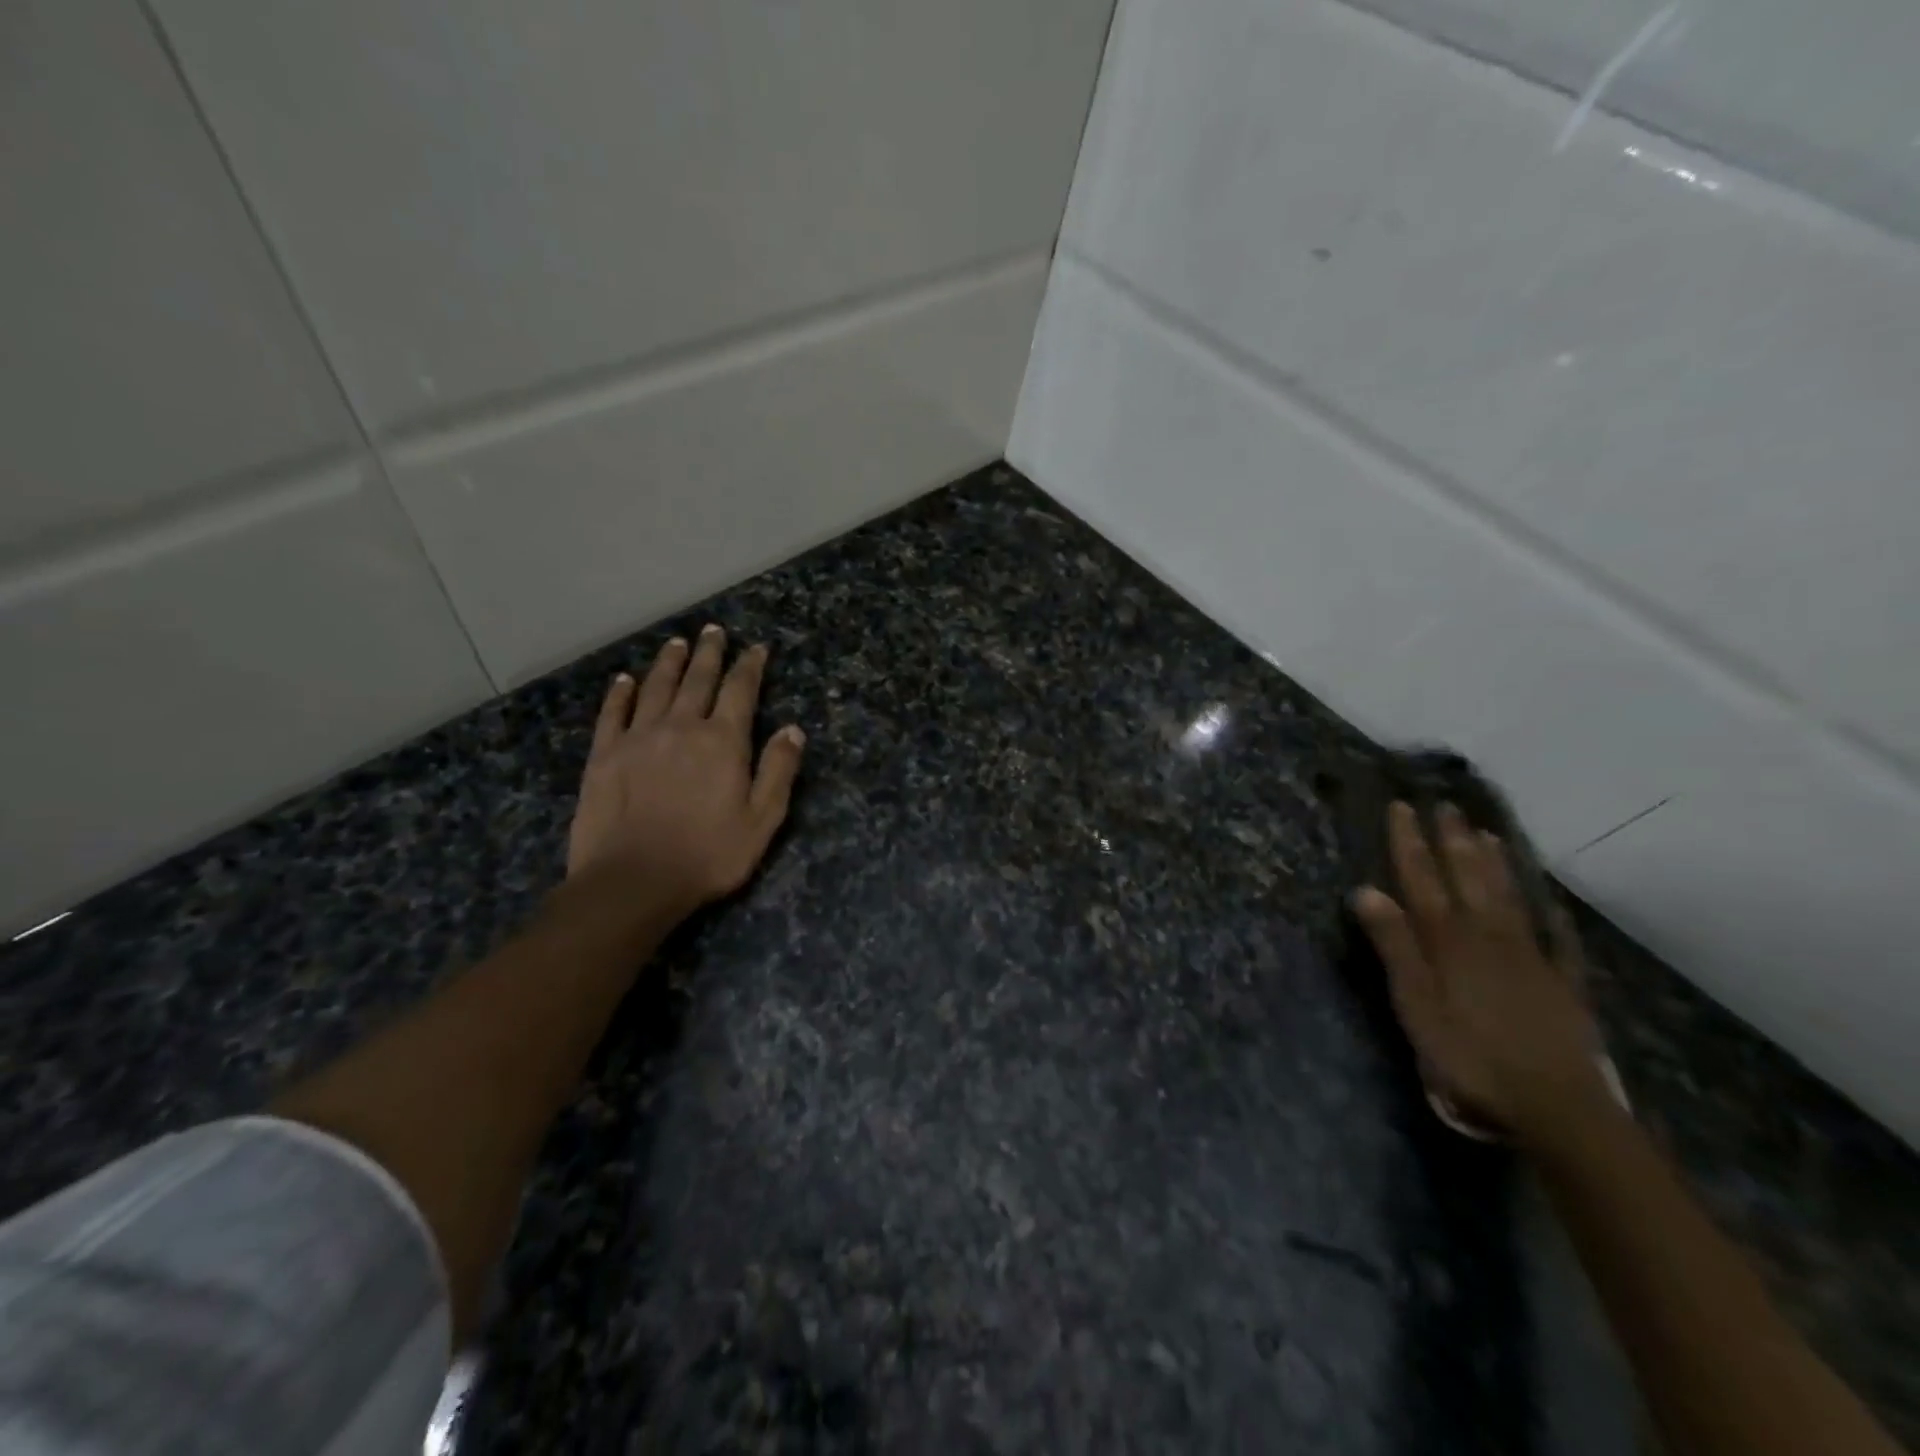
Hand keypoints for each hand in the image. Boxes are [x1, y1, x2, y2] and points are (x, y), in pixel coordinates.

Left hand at [567, 625, 804, 918]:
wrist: (633, 880)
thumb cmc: (708, 855)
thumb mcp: (762, 820)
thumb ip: (778, 771)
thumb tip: (793, 730)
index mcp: (723, 741)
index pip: (741, 691)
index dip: (750, 666)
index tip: (756, 648)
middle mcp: (682, 727)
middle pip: (698, 679)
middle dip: (709, 653)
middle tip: (714, 630)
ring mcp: (639, 737)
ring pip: (657, 687)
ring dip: (669, 662)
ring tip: (677, 642)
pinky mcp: (604, 754)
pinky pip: (614, 713)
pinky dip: (621, 693)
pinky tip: (625, 680)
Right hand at [1351, 802, 1605, 1142]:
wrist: (1555, 1106)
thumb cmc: (1469, 1055)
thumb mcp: (1415, 1003)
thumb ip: (1394, 945)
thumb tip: (1366, 889)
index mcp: (1448, 940)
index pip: (1422, 880)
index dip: (1409, 843)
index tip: (1402, 808)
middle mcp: (1488, 936)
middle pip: (1468, 878)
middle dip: (1454, 840)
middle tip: (1446, 806)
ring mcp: (1530, 957)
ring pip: (1508, 897)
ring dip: (1495, 863)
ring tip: (1487, 833)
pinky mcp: (1562, 984)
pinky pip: (1558, 939)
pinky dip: (1552, 915)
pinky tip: (1551, 901)